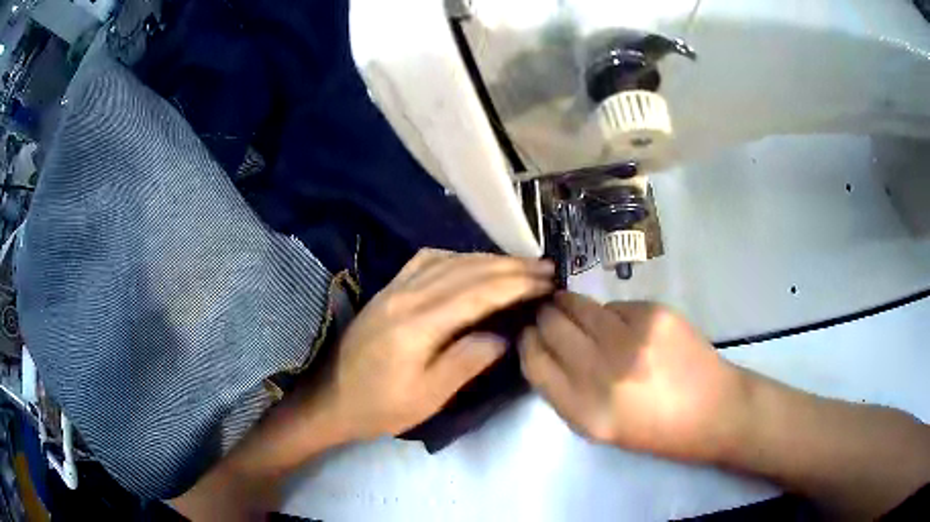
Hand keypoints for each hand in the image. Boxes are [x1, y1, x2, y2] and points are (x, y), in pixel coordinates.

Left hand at [316, 249, 554, 441]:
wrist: (331, 399)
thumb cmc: (380, 407)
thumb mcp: (428, 396)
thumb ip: (466, 361)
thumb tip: (503, 334)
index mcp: (418, 324)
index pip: (478, 292)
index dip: (517, 284)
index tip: (547, 282)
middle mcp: (407, 295)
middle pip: (468, 270)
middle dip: (511, 267)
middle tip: (545, 268)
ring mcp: (395, 288)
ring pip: (450, 260)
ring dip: (488, 259)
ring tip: (519, 266)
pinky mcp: (388, 290)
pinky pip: (427, 260)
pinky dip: (457, 257)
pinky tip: (470, 263)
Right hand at [519, 292, 747, 462]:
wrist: (713, 411)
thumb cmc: (654, 429)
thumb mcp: (598, 427)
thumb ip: (566, 390)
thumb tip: (545, 346)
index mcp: (585, 410)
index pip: (534, 361)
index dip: (527, 342)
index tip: (530, 334)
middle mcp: (603, 372)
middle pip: (551, 326)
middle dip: (546, 318)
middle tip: (552, 318)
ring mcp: (631, 338)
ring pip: (579, 305)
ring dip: (573, 307)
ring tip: (584, 316)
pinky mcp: (654, 314)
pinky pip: (614, 305)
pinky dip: (611, 314)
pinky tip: (627, 328)